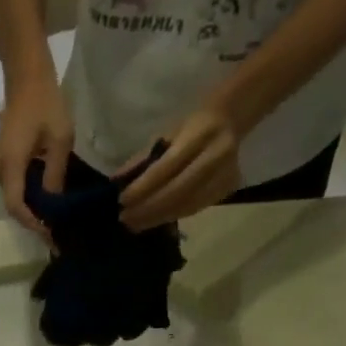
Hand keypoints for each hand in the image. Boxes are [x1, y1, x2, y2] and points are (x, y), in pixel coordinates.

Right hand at [0, 66, 72, 239]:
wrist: (26, 75)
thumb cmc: (45, 101)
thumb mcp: (61, 137)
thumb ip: (55, 173)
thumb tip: (53, 202)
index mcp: (11, 165)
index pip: (15, 205)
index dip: (31, 222)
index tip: (49, 231)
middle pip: (13, 204)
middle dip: (34, 218)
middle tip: (56, 227)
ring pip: (14, 195)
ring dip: (32, 206)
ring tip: (53, 213)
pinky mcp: (2, 159)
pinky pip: (14, 184)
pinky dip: (28, 192)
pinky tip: (45, 193)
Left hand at [118, 100, 242, 230]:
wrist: (229, 121)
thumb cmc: (191, 128)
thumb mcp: (167, 133)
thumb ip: (143, 158)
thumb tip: (116, 181)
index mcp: (200, 134)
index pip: (167, 167)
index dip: (143, 187)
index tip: (122, 201)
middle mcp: (216, 154)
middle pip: (177, 191)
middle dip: (148, 209)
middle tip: (125, 219)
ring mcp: (225, 174)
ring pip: (185, 205)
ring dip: (156, 218)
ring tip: (135, 224)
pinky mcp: (227, 189)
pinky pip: (194, 209)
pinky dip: (170, 216)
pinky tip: (153, 221)